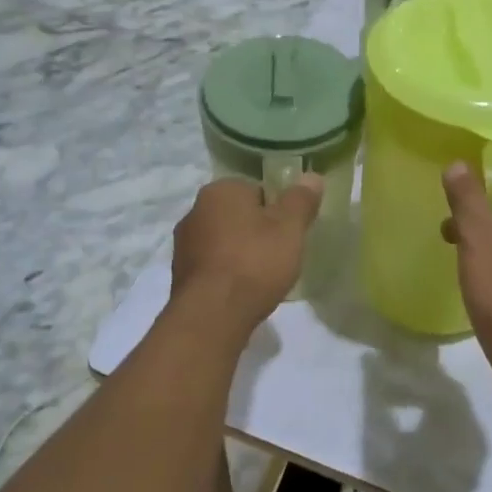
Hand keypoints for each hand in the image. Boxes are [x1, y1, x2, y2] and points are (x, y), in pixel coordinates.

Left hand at [171, 175, 323, 329]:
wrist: (212, 315)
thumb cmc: (254, 262)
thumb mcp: (290, 228)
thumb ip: (301, 200)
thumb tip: (312, 176)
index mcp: (220, 190)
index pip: (257, 189)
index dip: (277, 210)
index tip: (289, 232)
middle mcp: (195, 210)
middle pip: (238, 215)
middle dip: (258, 231)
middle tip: (280, 254)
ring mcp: (184, 243)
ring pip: (224, 240)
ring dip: (241, 253)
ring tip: (264, 277)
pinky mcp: (180, 274)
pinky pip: (213, 265)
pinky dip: (227, 273)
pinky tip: (243, 291)